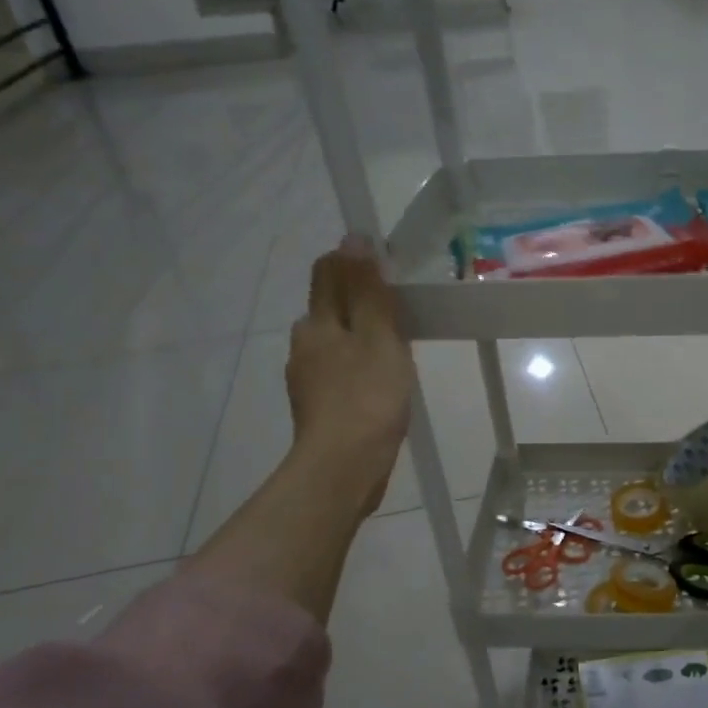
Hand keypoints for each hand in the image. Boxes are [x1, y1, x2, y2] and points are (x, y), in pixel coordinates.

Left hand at [286, 235, 413, 518]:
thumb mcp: (378, 336)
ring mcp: (308, 380)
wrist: (344, 468)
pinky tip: (382, 384)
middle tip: (402, 311)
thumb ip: (368, 290)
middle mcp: (304, 345)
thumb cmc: (367, 397)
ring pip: (336, 343)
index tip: (389, 271)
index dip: (355, 263)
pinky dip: (359, 368)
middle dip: (360, 302)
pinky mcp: (320, 409)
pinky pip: (341, 373)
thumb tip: (354, 238)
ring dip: (361, 337)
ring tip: (398, 350)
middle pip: (330, 308)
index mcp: (316, 323)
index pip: (328, 273)